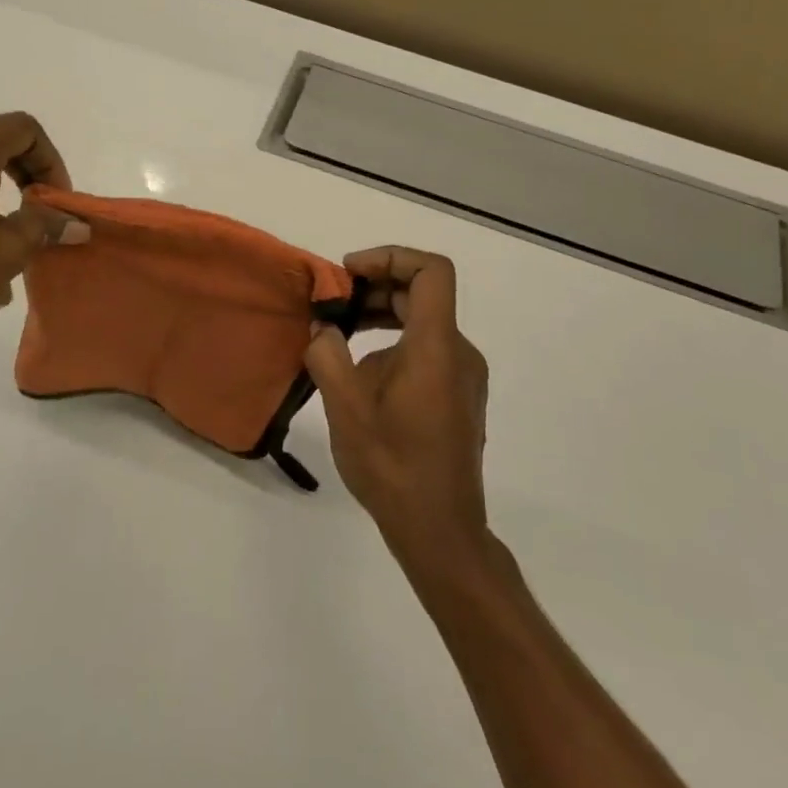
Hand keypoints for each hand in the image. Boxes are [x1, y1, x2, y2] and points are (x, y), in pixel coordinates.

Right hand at [304, 247, 489, 558]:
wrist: (439, 530)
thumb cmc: (393, 466)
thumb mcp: (345, 409)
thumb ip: (327, 355)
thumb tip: (323, 329)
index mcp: (436, 347)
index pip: (431, 271)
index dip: (391, 257)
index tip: (350, 272)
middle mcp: (459, 353)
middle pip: (423, 295)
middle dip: (375, 288)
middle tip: (332, 304)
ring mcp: (464, 376)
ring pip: (424, 324)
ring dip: (382, 318)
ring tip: (339, 337)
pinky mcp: (460, 396)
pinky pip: (428, 350)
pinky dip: (395, 344)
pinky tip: (362, 376)